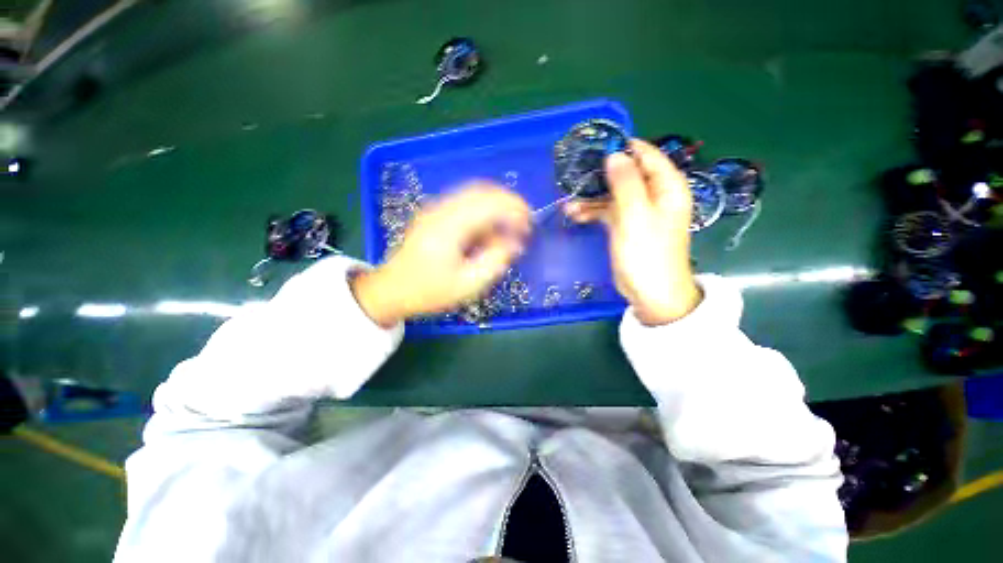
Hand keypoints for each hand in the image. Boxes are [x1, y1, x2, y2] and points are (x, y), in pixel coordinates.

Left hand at [352, 184, 530, 326]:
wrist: (392, 289)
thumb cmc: (430, 291)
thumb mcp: (468, 285)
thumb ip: (495, 261)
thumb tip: (515, 243)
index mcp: (449, 226)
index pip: (489, 203)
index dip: (515, 209)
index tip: (529, 226)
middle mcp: (441, 209)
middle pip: (483, 190)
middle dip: (509, 203)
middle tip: (523, 224)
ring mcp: (435, 208)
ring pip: (474, 194)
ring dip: (496, 207)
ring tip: (507, 230)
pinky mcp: (435, 213)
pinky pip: (465, 203)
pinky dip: (483, 212)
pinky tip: (487, 233)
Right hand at [564, 139, 700, 325]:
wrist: (650, 293)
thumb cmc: (647, 253)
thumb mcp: (636, 216)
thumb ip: (626, 183)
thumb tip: (614, 154)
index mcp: (667, 186)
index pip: (646, 155)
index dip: (622, 148)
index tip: (594, 146)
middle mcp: (654, 194)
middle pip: (626, 174)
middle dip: (600, 175)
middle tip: (575, 175)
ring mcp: (638, 211)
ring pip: (612, 194)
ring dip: (591, 198)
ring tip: (568, 203)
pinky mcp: (626, 226)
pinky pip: (607, 212)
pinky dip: (592, 212)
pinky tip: (573, 214)